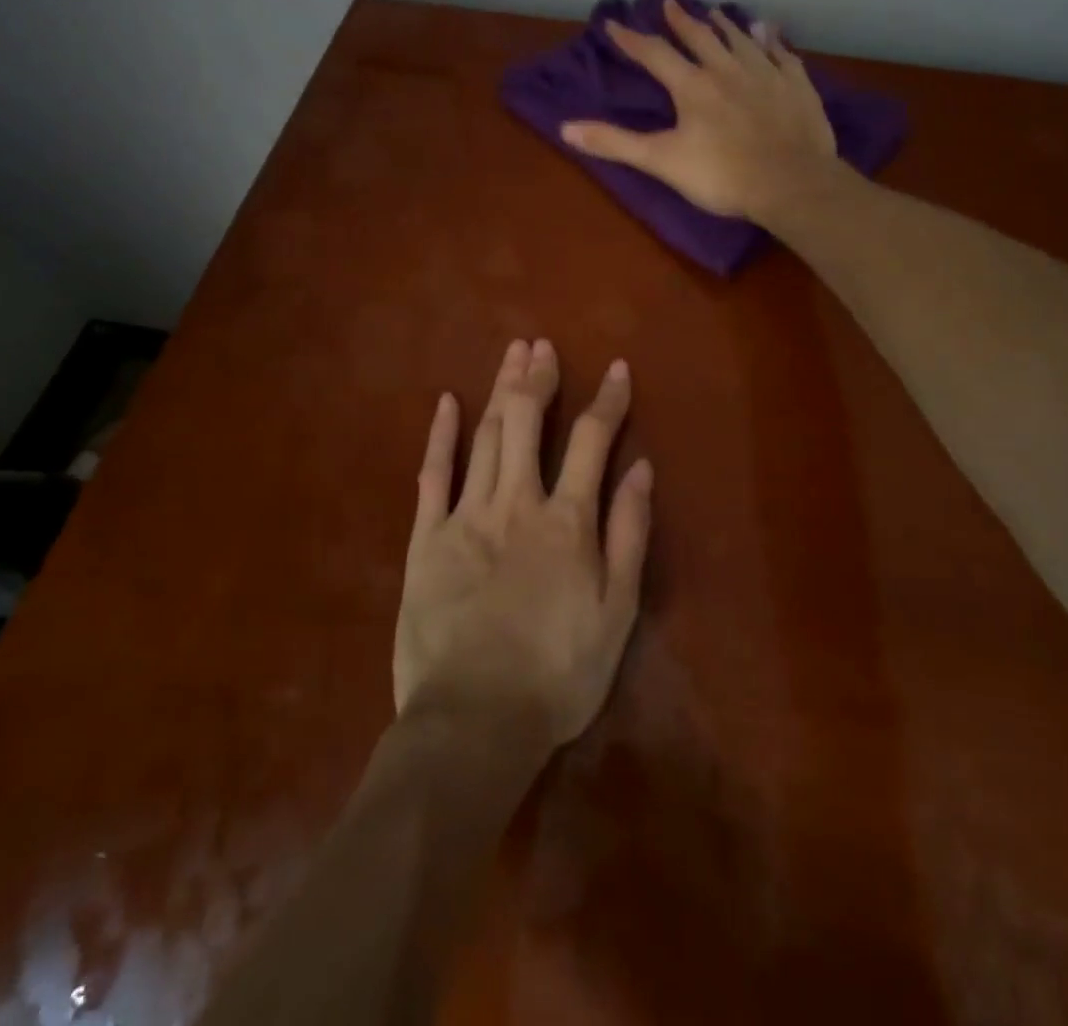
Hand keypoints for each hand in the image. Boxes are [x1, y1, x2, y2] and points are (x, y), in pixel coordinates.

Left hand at [396, 339, 651, 748]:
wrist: (474, 722)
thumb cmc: (557, 673)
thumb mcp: (616, 612)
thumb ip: (629, 535)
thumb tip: (641, 469)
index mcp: (567, 520)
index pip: (593, 440)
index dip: (608, 400)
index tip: (616, 368)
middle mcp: (517, 502)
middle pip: (527, 421)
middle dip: (538, 377)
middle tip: (542, 345)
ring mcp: (466, 516)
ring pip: (486, 437)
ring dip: (500, 390)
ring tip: (511, 354)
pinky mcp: (426, 538)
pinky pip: (433, 475)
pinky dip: (442, 435)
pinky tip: (448, 402)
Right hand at [560, 0, 840, 223]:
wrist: (791, 183)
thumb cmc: (723, 175)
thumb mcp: (661, 161)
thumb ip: (615, 143)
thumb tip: (566, 128)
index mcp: (693, 86)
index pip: (655, 54)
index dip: (632, 39)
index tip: (614, 23)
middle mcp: (727, 69)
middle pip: (700, 37)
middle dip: (681, 20)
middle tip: (671, 2)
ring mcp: (766, 74)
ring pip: (741, 40)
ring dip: (724, 24)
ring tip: (715, 12)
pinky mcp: (796, 86)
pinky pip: (782, 54)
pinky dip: (771, 41)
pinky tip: (769, 32)